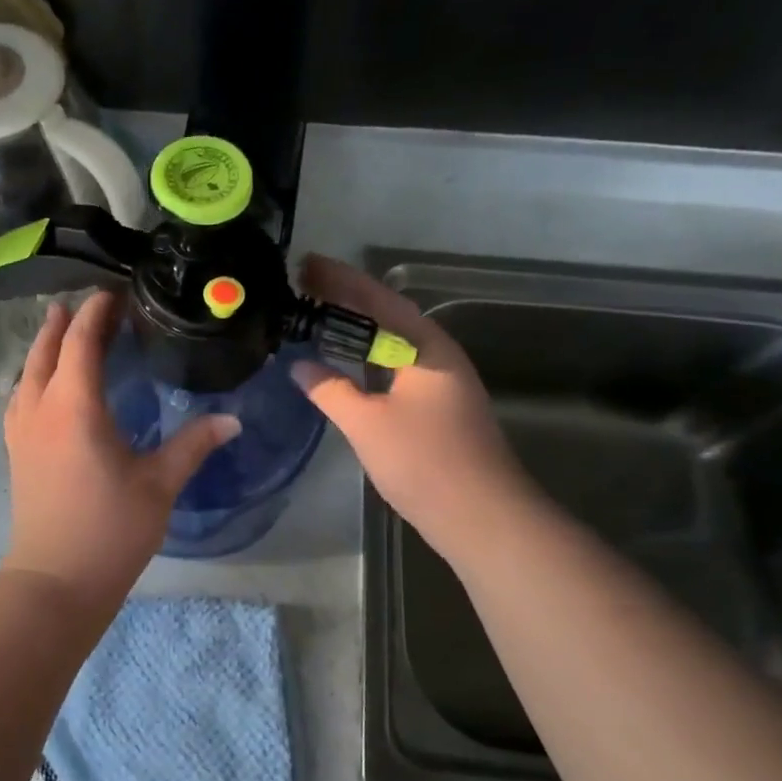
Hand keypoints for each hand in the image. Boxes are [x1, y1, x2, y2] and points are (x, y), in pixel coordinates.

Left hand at [1, 292, 239, 614]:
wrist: (55, 581)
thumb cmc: (109, 529)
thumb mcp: (159, 484)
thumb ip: (193, 445)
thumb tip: (232, 419)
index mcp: (74, 406)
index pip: (80, 343)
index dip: (95, 314)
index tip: (112, 294)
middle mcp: (40, 410)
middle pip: (45, 352)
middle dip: (62, 324)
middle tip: (81, 304)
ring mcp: (22, 433)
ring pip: (26, 375)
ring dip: (42, 349)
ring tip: (57, 333)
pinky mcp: (16, 454)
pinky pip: (19, 400)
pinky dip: (31, 379)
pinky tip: (40, 389)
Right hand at [291, 255, 532, 558]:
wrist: (481, 516)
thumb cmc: (424, 461)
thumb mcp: (367, 423)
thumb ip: (330, 390)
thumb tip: (300, 365)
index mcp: (426, 348)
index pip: (378, 300)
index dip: (340, 280)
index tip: (306, 264)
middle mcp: (436, 356)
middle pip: (386, 316)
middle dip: (346, 299)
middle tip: (303, 284)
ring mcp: (439, 383)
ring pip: (391, 344)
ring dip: (356, 329)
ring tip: (316, 316)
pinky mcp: (435, 408)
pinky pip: (393, 368)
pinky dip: (365, 359)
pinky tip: (343, 365)